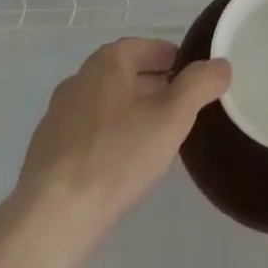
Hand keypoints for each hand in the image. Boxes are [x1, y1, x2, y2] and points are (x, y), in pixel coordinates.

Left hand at [12, 38, 229, 266]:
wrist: (51, 220)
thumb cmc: (116, 157)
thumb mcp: (171, 117)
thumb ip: (200, 85)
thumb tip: (221, 64)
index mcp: (106, 62)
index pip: (145, 46)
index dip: (171, 57)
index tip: (192, 76)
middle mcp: (78, 80)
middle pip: (124, 73)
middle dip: (153, 85)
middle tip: (181, 107)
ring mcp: (57, 117)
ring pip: (104, 105)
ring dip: (130, 112)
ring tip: (155, 137)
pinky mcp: (46, 154)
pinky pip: (86, 134)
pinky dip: (108, 138)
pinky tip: (120, 165)